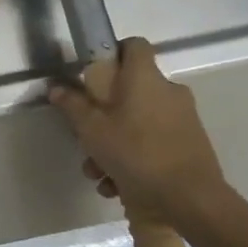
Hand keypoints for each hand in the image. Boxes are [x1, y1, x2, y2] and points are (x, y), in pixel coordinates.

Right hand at [48, 37, 229, 223]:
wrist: (191, 201)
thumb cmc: (136, 154)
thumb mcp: (91, 129)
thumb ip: (72, 105)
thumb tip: (56, 87)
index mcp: (146, 79)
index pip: (134, 45)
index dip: (113, 52)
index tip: (93, 73)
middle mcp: (168, 92)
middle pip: (130, 90)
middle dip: (103, 113)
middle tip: (86, 136)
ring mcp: (182, 120)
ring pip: (138, 121)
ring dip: (113, 143)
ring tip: (97, 172)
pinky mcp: (189, 145)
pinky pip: (152, 142)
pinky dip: (133, 159)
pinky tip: (117, 185)